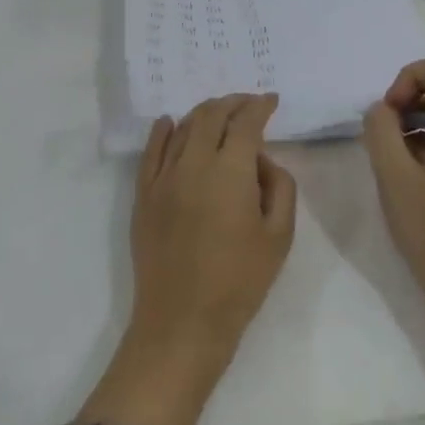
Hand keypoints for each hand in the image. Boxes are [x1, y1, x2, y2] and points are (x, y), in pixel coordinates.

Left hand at [76, 93, 296, 424]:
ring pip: (182, 128)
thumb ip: (280, 186)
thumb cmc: (240, 282)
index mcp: (231, 171)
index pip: (246, 122)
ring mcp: (164, 177)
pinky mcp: (144, 195)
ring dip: (203, 113)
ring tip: (219, 113)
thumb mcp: (280, 236)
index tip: (271, 101)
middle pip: (212, 115)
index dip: (260, 106)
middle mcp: (194, 163)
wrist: (182, 323)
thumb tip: (262, 161)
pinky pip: (151, 151)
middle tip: (248, 103)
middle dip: (233, 102)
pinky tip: (169, 122)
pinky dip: (162, 130)